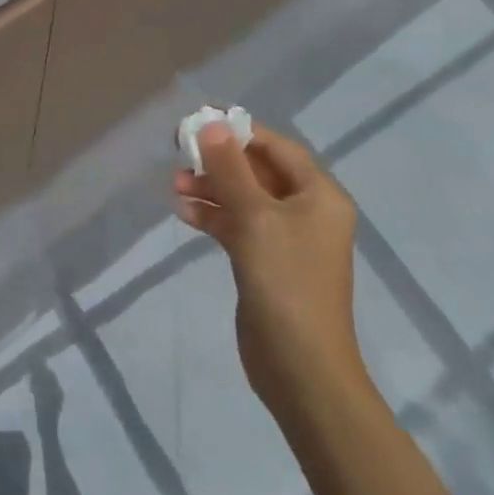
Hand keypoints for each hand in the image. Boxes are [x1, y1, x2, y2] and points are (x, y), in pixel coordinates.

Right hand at [174, 121, 365, 407]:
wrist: (302, 371)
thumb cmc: (286, 282)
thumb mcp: (255, 217)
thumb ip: (230, 168)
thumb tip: (211, 123)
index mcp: (319, 196)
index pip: (277, 148)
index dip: (239, 133)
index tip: (201, 124)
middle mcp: (306, 212)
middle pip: (258, 172)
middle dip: (219, 162)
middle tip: (180, 151)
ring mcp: (286, 240)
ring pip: (243, 199)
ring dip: (211, 189)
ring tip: (175, 185)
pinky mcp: (266, 264)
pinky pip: (237, 226)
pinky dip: (213, 217)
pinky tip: (184, 213)